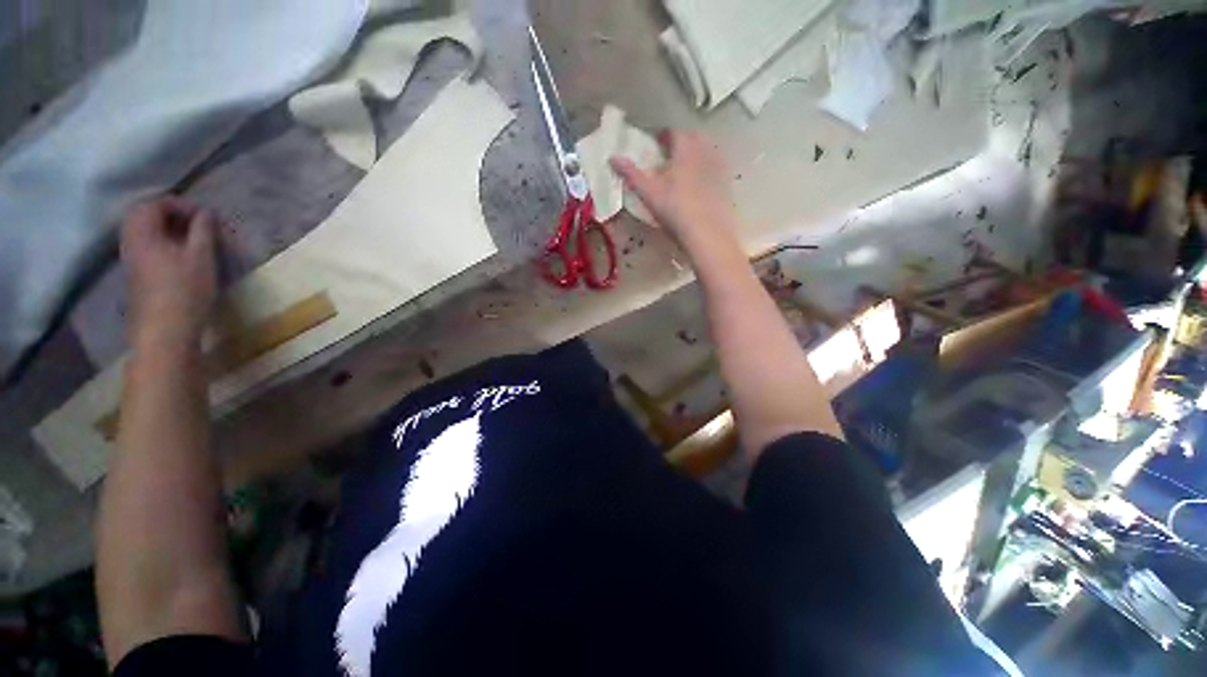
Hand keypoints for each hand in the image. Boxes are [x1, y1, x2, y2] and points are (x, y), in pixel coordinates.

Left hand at [121, 198, 217, 348]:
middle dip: (172, 215)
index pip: (154, 203)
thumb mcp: (202, 257)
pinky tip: (182, 256)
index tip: (205, 217)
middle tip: (198, 225)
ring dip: (168, 230)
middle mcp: (130, 241)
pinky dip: (164, 243)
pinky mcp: (137, 273)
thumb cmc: (185, 290)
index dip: (180, 204)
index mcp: (142, 232)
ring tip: (193, 240)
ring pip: (145, 232)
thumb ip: (203, 231)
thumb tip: (206, 213)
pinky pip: (147, 246)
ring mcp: (131, 259)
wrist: (165, 330)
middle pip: (144, 215)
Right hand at [610, 130, 739, 252]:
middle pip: (694, 137)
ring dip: (696, 153)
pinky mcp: (727, 184)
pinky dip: (708, 169)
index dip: (664, 135)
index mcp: (685, 149)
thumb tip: (612, 157)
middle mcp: (705, 152)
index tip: (656, 143)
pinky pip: (717, 168)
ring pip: (708, 151)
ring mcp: (719, 168)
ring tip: (685, 168)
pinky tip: (701, 185)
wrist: (707, 233)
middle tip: (670, 155)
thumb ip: (631, 173)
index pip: (674, 132)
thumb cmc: (675, 209)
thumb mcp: (648, 192)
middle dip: (682, 142)